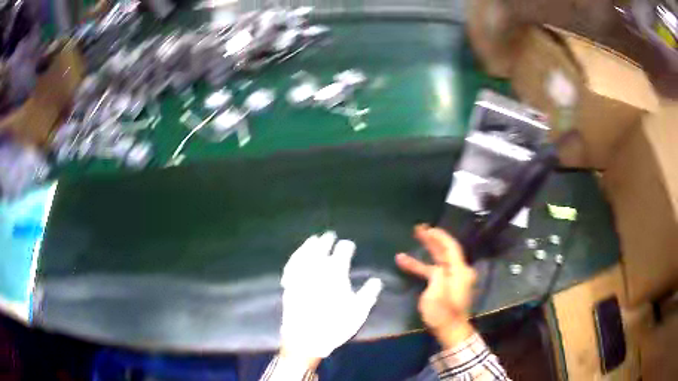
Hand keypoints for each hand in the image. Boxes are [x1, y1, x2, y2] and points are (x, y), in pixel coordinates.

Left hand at [279, 231, 382, 365]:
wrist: (306, 338)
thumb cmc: (335, 325)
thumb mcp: (358, 312)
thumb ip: (368, 294)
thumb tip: (376, 280)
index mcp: (335, 273)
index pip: (342, 252)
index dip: (346, 247)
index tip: (349, 246)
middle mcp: (316, 269)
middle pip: (321, 248)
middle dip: (326, 240)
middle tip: (330, 235)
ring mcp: (300, 275)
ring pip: (304, 254)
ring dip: (309, 245)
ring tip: (313, 239)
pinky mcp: (289, 284)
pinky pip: (291, 265)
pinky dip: (295, 257)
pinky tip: (297, 257)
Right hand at [395, 225, 476, 348]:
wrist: (450, 331)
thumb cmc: (443, 313)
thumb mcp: (437, 294)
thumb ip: (437, 275)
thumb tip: (436, 268)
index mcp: (460, 271)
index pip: (451, 247)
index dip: (440, 236)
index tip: (428, 227)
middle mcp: (459, 271)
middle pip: (445, 251)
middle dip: (432, 239)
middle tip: (419, 229)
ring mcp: (452, 278)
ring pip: (438, 260)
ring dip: (426, 251)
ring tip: (413, 239)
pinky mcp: (446, 286)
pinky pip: (434, 271)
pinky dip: (422, 267)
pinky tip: (406, 263)